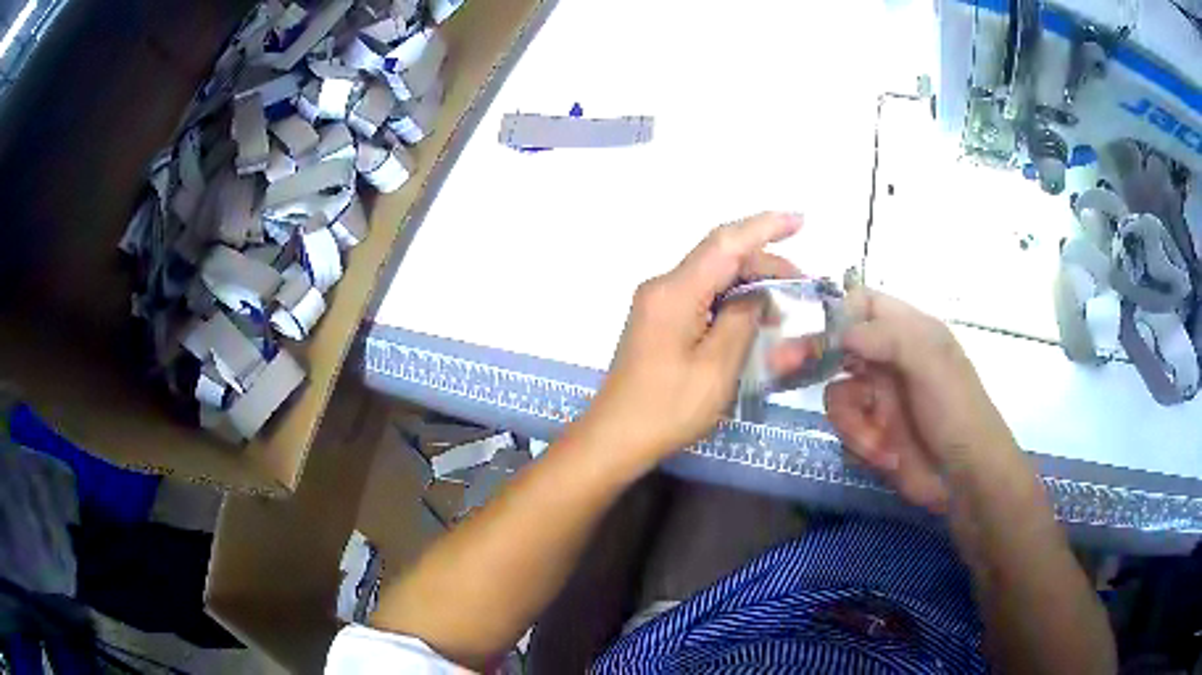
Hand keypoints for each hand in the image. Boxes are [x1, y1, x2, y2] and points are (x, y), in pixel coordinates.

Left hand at [579, 212, 808, 468]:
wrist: (615, 438)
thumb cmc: (668, 408)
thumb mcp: (717, 367)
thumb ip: (742, 320)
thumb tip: (757, 294)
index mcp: (675, 292)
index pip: (726, 243)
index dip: (765, 227)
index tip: (801, 220)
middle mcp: (663, 287)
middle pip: (720, 258)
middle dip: (764, 264)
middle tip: (802, 286)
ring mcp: (658, 303)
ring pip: (713, 277)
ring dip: (750, 283)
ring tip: (783, 305)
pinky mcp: (659, 321)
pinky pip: (702, 297)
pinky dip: (731, 301)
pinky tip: (753, 316)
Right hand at [825, 288, 1018, 511]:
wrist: (965, 478)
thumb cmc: (955, 410)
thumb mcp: (931, 362)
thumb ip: (888, 336)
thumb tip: (840, 333)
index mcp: (909, 333)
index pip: (865, 303)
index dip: (841, 313)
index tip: (823, 336)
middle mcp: (889, 361)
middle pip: (840, 348)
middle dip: (825, 367)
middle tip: (803, 374)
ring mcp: (879, 399)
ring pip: (836, 394)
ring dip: (851, 420)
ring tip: (876, 440)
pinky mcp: (872, 434)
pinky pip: (843, 429)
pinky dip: (859, 443)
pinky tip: (884, 456)